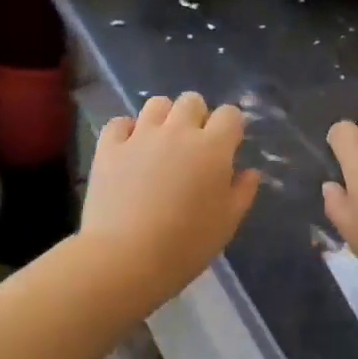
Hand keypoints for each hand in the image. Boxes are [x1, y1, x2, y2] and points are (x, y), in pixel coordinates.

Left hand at [81, 92, 260, 306]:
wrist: (126, 257)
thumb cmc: (186, 245)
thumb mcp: (226, 224)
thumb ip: (242, 192)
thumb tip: (249, 172)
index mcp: (213, 148)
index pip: (230, 115)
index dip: (231, 127)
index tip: (228, 147)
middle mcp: (178, 131)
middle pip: (192, 101)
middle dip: (197, 117)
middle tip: (194, 147)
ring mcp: (140, 136)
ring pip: (157, 104)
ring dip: (164, 118)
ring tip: (161, 144)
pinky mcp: (109, 147)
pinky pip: (119, 122)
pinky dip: (126, 131)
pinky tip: (129, 150)